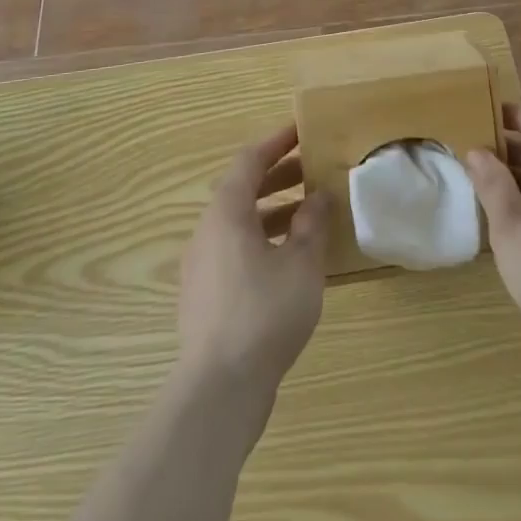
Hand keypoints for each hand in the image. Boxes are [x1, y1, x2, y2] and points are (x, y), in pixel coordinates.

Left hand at [177, 124, 329, 402]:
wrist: (219, 388)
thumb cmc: (265, 313)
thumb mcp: (302, 263)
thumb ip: (311, 224)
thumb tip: (318, 196)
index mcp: (226, 212)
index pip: (250, 160)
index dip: (276, 142)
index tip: (301, 131)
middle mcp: (207, 231)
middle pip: (241, 190)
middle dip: (277, 176)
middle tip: (311, 170)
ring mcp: (201, 265)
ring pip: (238, 223)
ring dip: (272, 211)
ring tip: (308, 215)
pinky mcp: (204, 296)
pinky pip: (234, 250)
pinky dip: (261, 240)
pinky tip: (289, 261)